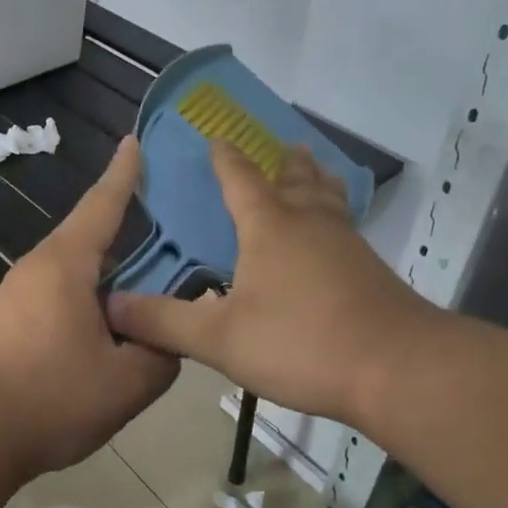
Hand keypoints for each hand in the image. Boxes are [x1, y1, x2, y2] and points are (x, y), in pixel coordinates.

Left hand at [0, 137, 178, 481]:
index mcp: (66, 264)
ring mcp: (18, 296)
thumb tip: (170, 338)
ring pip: (77, 273)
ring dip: (112, 276)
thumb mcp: (127, 382)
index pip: (103, 204)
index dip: (125, 173)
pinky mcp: (9, 323)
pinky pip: (61, 297)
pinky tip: (112, 328)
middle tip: (174, 233)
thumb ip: (162, 353)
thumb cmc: (49, 398)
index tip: (136, 141)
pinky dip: (91, 300)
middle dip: (130, 232)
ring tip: (151, 288)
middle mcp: (38, 268)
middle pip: (92, 238)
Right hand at [105, 141, 432, 427]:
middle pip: (297, 180)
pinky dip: (332, 218)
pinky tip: (331, 241)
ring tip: (311, 173)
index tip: (216, 139)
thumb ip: (164, 322)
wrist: (397, 369)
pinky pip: (344, 228)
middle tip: (284, 146)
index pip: (241, 179)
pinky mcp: (370, 271)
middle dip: (285, 162)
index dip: (225, 159)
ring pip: (328, 200)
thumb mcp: (219, 339)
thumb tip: (111, 306)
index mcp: (269, 228)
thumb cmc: (301, 343)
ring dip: (316, 182)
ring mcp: (346, 245)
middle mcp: (309, 224)